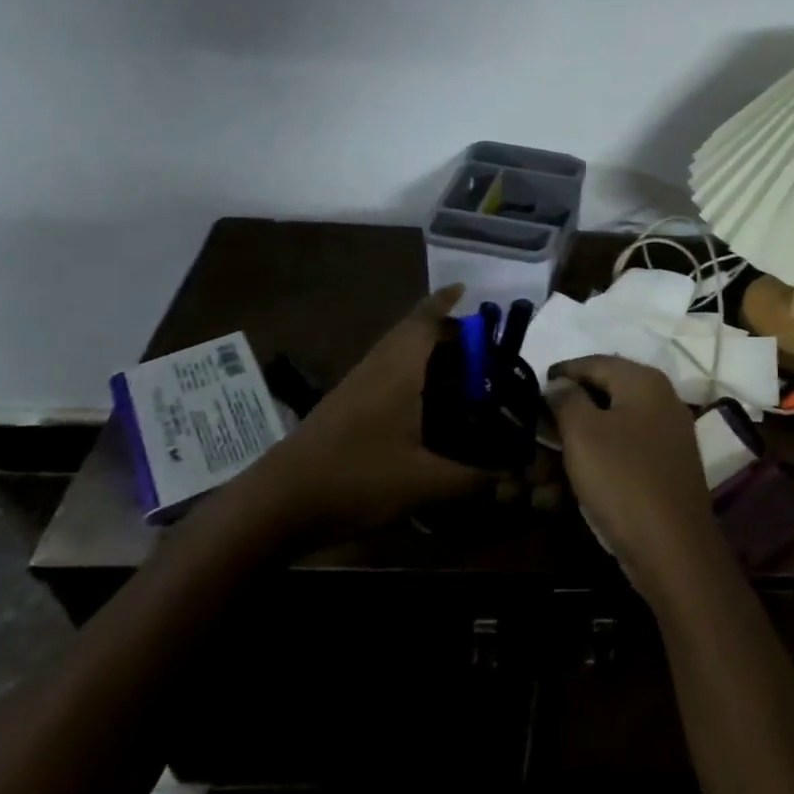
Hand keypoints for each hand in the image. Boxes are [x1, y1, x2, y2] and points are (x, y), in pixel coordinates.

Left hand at [247, 286, 485, 541]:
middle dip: (446, 333)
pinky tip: (424, 408)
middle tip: (482, 349)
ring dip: (426, 356)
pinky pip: (386, 377)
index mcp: (396, 369)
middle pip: (411, 334)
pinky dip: (411, 378)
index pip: (424, 320)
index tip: (466, 289)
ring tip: (461, 375)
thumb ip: (473, 482)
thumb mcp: (423, 483)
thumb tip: (516, 486)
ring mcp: (355, 388)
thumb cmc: (355, 478)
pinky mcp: (343, 410)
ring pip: (396, 356)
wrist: (276, 505)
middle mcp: (376, 369)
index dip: (445, 302)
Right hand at [549, 355, 720, 598]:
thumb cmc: (622, 479)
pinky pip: (621, 456)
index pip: (595, 362)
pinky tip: (564, 489)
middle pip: (604, 395)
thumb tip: (559, 383)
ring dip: (573, 446)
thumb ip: (567, 399)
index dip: (562, 371)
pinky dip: (593, 466)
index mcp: (644, 382)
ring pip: (609, 430)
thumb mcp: (583, 433)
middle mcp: (661, 401)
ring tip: (540, 468)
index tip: (533, 384)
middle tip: (534, 428)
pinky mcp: (663, 470)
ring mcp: (666, 437)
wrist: (673, 549)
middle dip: (565, 414)